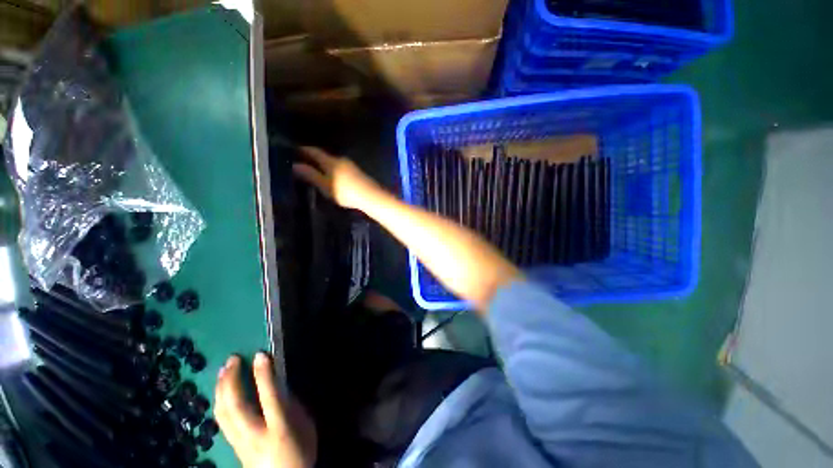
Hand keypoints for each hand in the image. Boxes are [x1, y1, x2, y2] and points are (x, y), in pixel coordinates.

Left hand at [215, 353, 316, 467]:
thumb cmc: (300, 453)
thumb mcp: (306, 427)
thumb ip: (293, 406)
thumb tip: (281, 386)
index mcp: (278, 428)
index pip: (268, 396)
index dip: (263, 374)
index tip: (260, 355)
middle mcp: (254, 434)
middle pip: (235, 405)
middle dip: (231, 380)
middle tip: (232, 359)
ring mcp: (240, 442)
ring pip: (223, 413)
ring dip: (221, 389)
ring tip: (222, 371)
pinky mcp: (233, 446)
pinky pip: (223, 420)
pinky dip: (220, 402)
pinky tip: (221, 393)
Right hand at [292, 146, 383, 209]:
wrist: (370, 196)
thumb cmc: (344, 191)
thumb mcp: (325, 185)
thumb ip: (310, 175)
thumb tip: (295, 165)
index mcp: (330, 161)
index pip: (314, 151)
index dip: (304, 150)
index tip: (294, 150)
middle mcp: (341, 159)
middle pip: (325, 156)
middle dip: (315, 158)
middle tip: (304, 162)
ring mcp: (351, 165)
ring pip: (334, 162)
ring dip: (325, 165)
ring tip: (318, 171)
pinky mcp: (358, 172)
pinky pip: (341, 168)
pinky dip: (334, 170)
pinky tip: (333, 177)